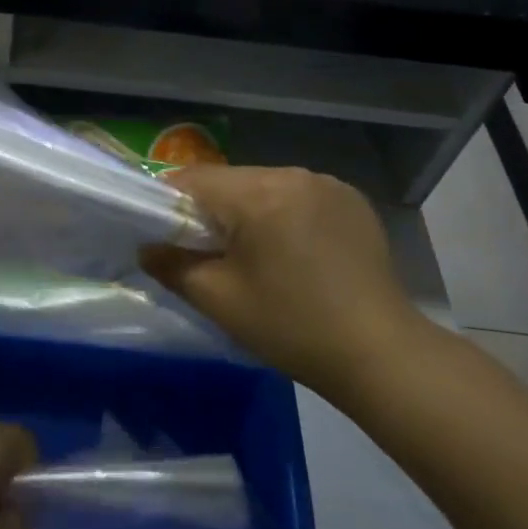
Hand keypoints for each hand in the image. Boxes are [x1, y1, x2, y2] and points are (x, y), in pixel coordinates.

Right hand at [141, 166, 424, 395]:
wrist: (380, 354)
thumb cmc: (292, 327)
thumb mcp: (220, 301)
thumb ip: (172, 266)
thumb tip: (147, 246)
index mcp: (257, 194)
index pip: (193, 179)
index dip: (168, 202)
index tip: (162, 232)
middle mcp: (292, 174)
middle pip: (230, 180)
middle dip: (212, 209)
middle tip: (207, 251)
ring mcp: (327, 183)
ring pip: (264, 185)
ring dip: (249, 210)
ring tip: (254, 254)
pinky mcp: (351, 199)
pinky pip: (298, 194)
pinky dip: (285, 213)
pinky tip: (294, 250)